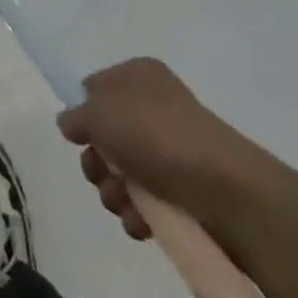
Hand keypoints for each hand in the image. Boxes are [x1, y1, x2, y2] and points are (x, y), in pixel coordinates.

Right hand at [57, 58, 264, 241]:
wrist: (227, 191)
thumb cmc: (157, 136)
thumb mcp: (101, 113)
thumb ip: (77, 116)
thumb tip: (70, 123)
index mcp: (139, 76)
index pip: (95, 87)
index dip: (85, 112)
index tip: (81, 135)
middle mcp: (154, 107)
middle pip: (106, 135)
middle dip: (97, 162)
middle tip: (103, 173)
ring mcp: (171, 151)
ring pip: (122, 173)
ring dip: (114, 193)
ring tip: (127, 203)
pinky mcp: (185, 192)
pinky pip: (147, 203)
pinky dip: (138, 214)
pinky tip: (144, 222)